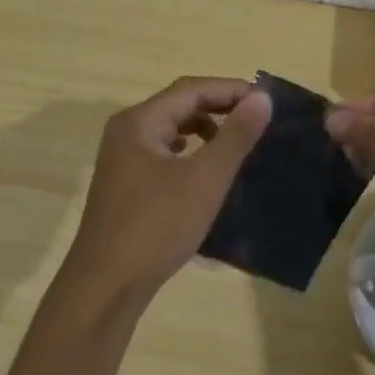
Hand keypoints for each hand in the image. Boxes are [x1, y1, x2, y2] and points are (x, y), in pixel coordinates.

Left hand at [63, 77, 271, 297]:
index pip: (191, 89)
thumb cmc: (157, 226)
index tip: (267, 102)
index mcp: (139, 122)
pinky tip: (206, 172)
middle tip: (258, 120)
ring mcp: (122, 161)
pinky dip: (190, 154)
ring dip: (205, 131)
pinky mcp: (126, 186)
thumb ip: (235, 136)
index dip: (231, 90)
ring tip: (237, 145)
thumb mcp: (204, 179)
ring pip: (171, 131)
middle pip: (179, 106)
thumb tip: (261, 98)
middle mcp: (126, 133)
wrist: (107, 284)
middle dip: (219, 108)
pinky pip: (164, 156)